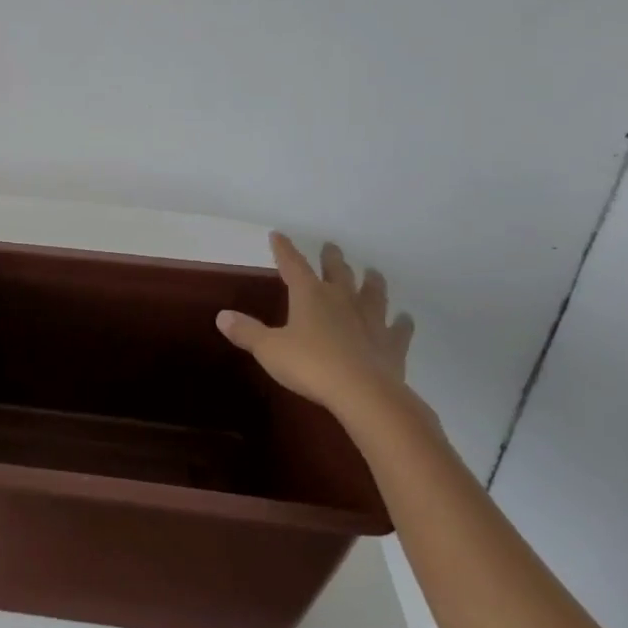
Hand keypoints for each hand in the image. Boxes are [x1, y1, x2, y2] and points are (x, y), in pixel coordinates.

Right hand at [217, 233, 420, 430]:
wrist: (363, 393)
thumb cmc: (310, 365)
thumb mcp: (269, 349)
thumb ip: (247, 332)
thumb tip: (222, 316)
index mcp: (310, 296)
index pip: (293, 265)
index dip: (284, 249)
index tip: (278, 235)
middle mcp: (342, 299)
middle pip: (337, 271)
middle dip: (332, 258)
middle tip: (331, 247)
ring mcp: (371, 320)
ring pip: (373, 293)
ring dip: (372, 281)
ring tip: (372, 272)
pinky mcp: (391, 343)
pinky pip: (399, 329)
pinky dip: (402, 323)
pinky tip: (406, 318)